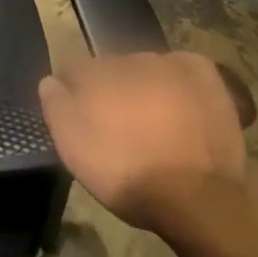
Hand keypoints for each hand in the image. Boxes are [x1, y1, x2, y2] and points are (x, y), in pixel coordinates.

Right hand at [38, 52, 251, 247]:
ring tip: (150, 121)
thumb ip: (55, 105)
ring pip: (146, 68)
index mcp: (94, 73)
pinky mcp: (207, 78)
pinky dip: (178, 79)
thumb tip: (50, 81)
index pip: (72, 71)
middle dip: (109, 90)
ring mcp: (172, 65)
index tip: (77, 121)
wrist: (195, 198)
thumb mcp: (71, 148)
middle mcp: (131, 59)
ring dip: (142, 86)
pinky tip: (178, 100)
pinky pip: (184, 67)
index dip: (71, 96)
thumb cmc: (125, 174)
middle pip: (110, 69)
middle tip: (115, 126)